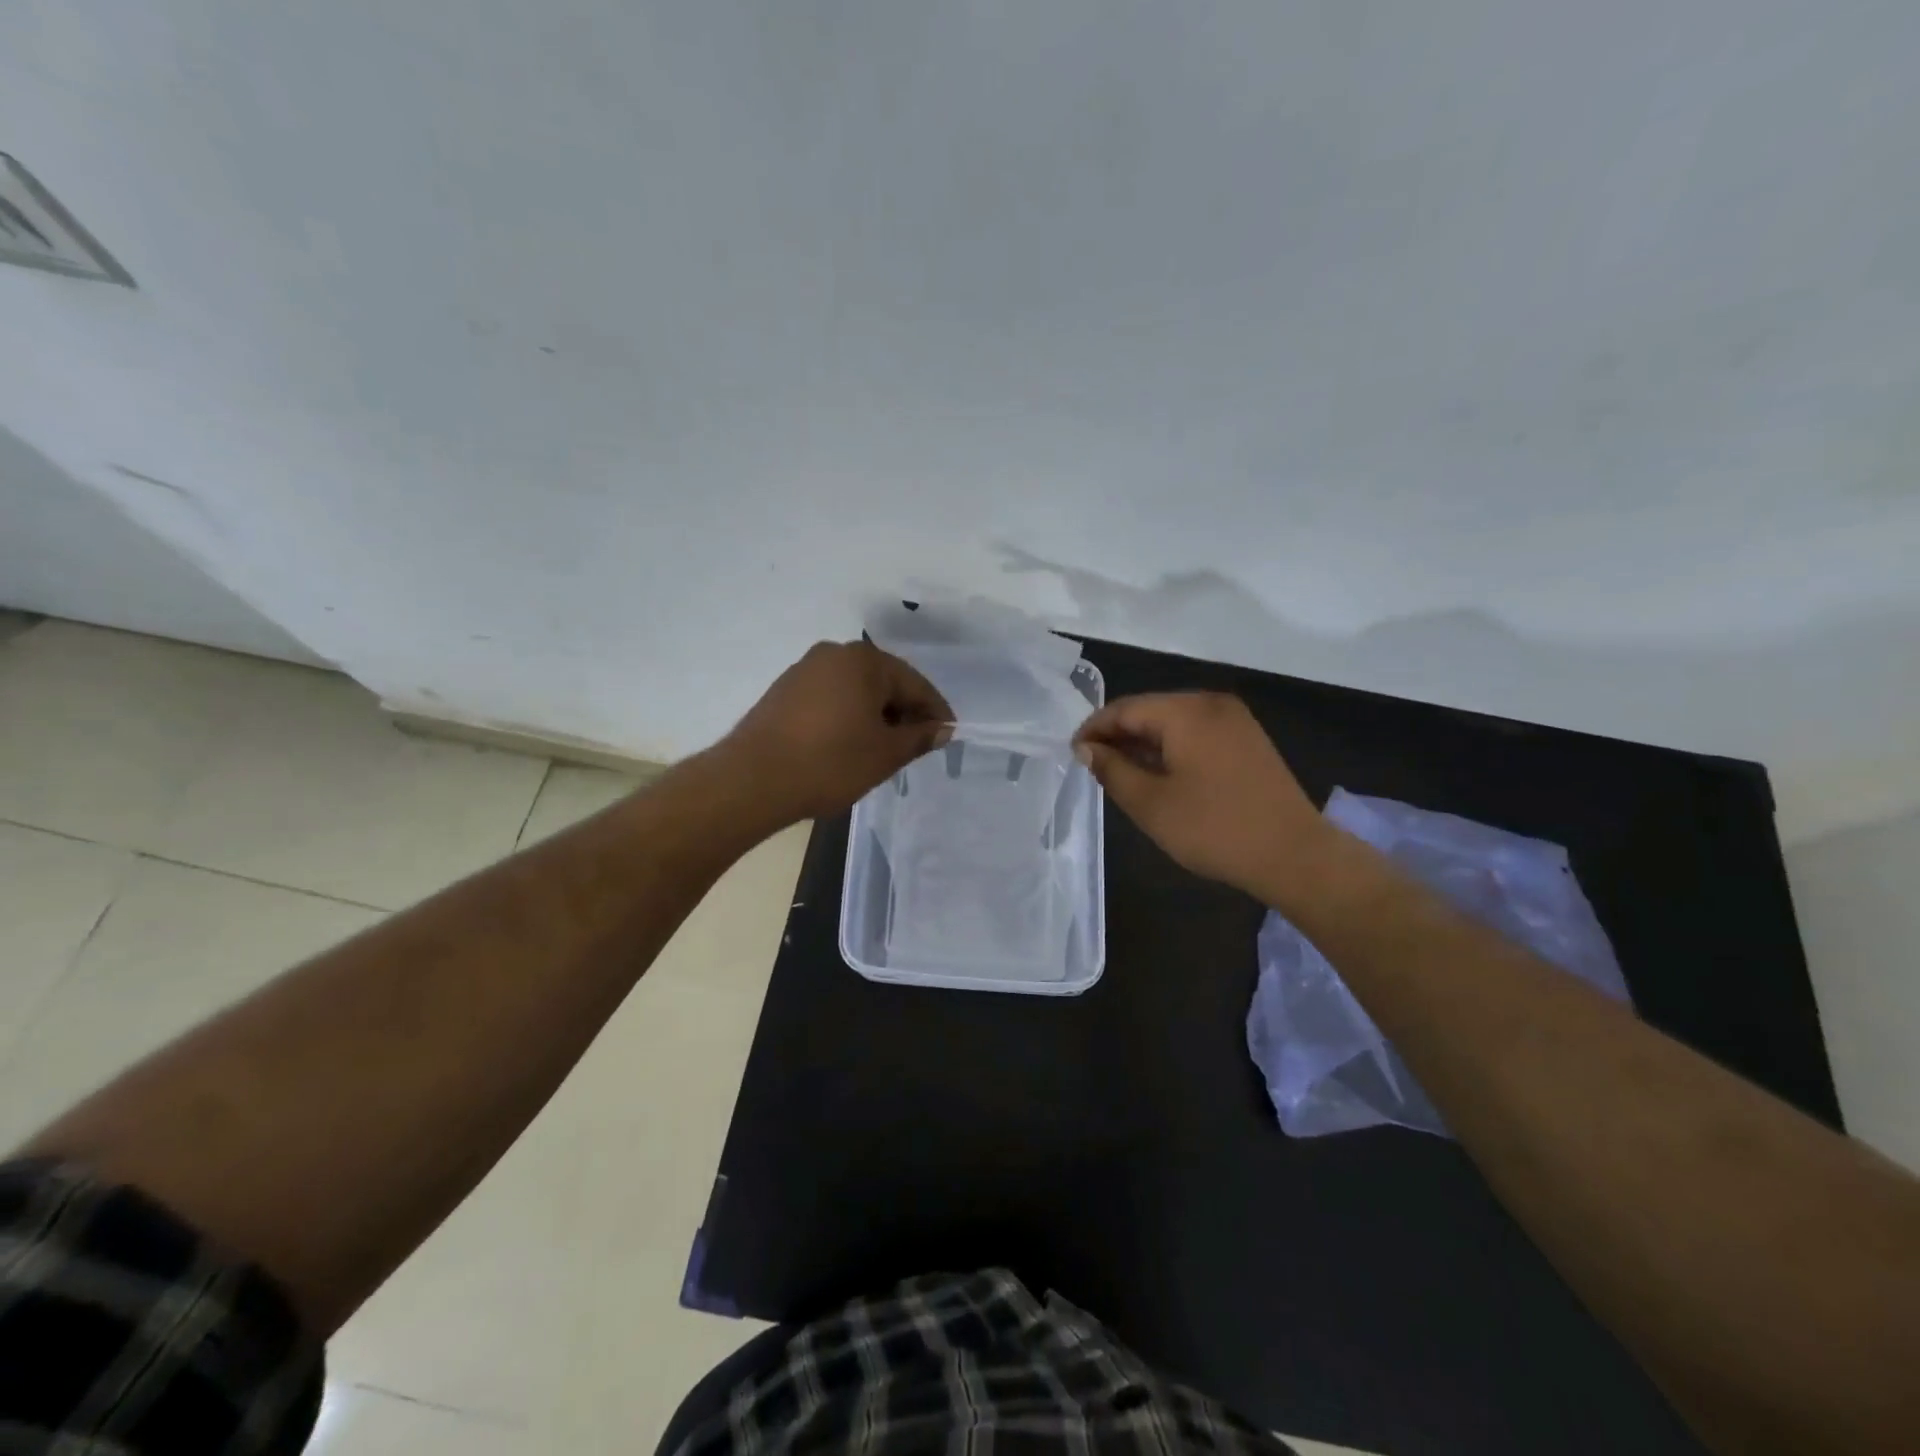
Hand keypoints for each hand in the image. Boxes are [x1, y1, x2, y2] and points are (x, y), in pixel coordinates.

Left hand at [722, 640, 951, 823]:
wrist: (753, 779)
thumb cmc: (830, 762)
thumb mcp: (885, 754)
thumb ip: (919, 738)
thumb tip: (942, 730)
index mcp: (865, 660)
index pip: (915, 684)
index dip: (936, 712)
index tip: (948, 736)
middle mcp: (834, 653)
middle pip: (884, 682)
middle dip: (904, 713)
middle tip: (917, 746)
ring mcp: (805, 669)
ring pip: (856, 691)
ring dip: (875, 716)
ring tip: (884, 750)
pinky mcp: (784, 690)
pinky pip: (831, 698)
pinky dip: (848, 717)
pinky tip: (849, 745)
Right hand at [1072, 692, 1328, 899]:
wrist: (1294, 855)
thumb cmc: (1214, 828)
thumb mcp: (1150, 803)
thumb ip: (1111, 769)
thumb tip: (1086, 749)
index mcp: (1186, 711)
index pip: (1124, 708)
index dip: (1093, 729)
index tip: (1072, 755)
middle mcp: (1211, 703)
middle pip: (1150, 710)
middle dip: (1118, 735)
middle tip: (1093, 766)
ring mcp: (1235, 720)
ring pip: (1173, 721)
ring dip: (1143, 743)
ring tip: (1120, 773)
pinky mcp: (1247, 739)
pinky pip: (1196, 733)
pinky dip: (1171, 748)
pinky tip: (1159, 774)